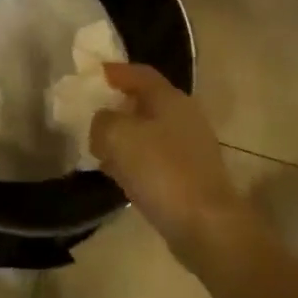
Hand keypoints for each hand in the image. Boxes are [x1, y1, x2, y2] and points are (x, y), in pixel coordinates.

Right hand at [90, 63, 246, 263]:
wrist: (206, 226)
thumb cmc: (161, 170)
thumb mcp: (117, 136)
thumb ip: (102, 121)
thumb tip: (102, 123)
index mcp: (170, 98)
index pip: (139, 73)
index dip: (115, 71)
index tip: (92, 75)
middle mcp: (184, 116)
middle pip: (146, 101)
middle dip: (118, 105)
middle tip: (91, 112)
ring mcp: (191, 148)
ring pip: (150, 132)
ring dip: (125, 136)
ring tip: (99, 146)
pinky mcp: (191, 176)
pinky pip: (155, 158)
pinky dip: (135, 160)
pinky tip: (118, 174)